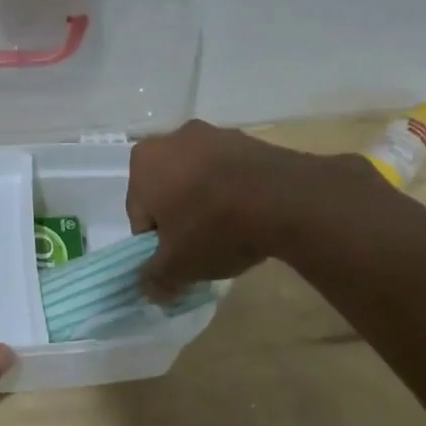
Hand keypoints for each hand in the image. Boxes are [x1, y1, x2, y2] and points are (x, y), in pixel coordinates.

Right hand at [127, 119, 330, 298]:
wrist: (286, 200)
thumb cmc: (215, 228)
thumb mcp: (178, 266)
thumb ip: (155, 278)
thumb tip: (150, 290)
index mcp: (143, 163)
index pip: (139, 214)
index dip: (156, 244)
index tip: (177, 261)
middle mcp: (172, 139)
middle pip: (167, 192)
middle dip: (180, 219)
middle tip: (201, 248)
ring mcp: (214, 135)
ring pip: (198, 180)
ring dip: (207, 205)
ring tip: (231, 234)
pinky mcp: (248, 140)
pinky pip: (229, 174)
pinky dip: (233, 193)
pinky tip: (251, 217)